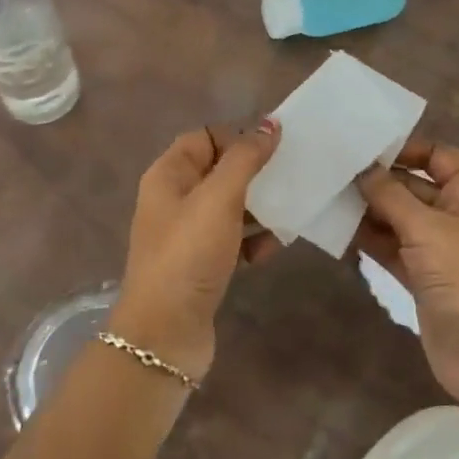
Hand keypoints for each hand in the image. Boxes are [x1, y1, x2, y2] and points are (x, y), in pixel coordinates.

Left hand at [109, 120, 281, 382]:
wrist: (165, 334)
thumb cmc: (188, 254)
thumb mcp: (218, 198)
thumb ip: (245, 158)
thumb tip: (269, 124)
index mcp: (168, 175)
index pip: (204, 137)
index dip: (237, 137)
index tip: (273, 146)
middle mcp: (174, 200)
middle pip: (220, 171)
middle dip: (255, 172)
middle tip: (292, 173)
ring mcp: (187, 235)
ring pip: (230, 207)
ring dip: (260, 207)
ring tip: (293, 207)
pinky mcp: (202, 265)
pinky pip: (233, 240)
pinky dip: (254, 240)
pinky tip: (275, 246)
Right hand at [357, 141, 458, 410]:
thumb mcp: (428, 228)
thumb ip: (390, 195)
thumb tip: (362, 169)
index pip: (437, 155)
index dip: (404, 149)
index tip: (363, 147)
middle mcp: (457, 214)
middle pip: (413, 186)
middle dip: (377, 181)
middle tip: (333, 170)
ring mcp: (439, 248)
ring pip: (398, 218)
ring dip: (368, 211)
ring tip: (327, 196)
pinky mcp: (422, 276)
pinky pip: (392, 248)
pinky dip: (370, 240)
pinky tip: (338, 229)